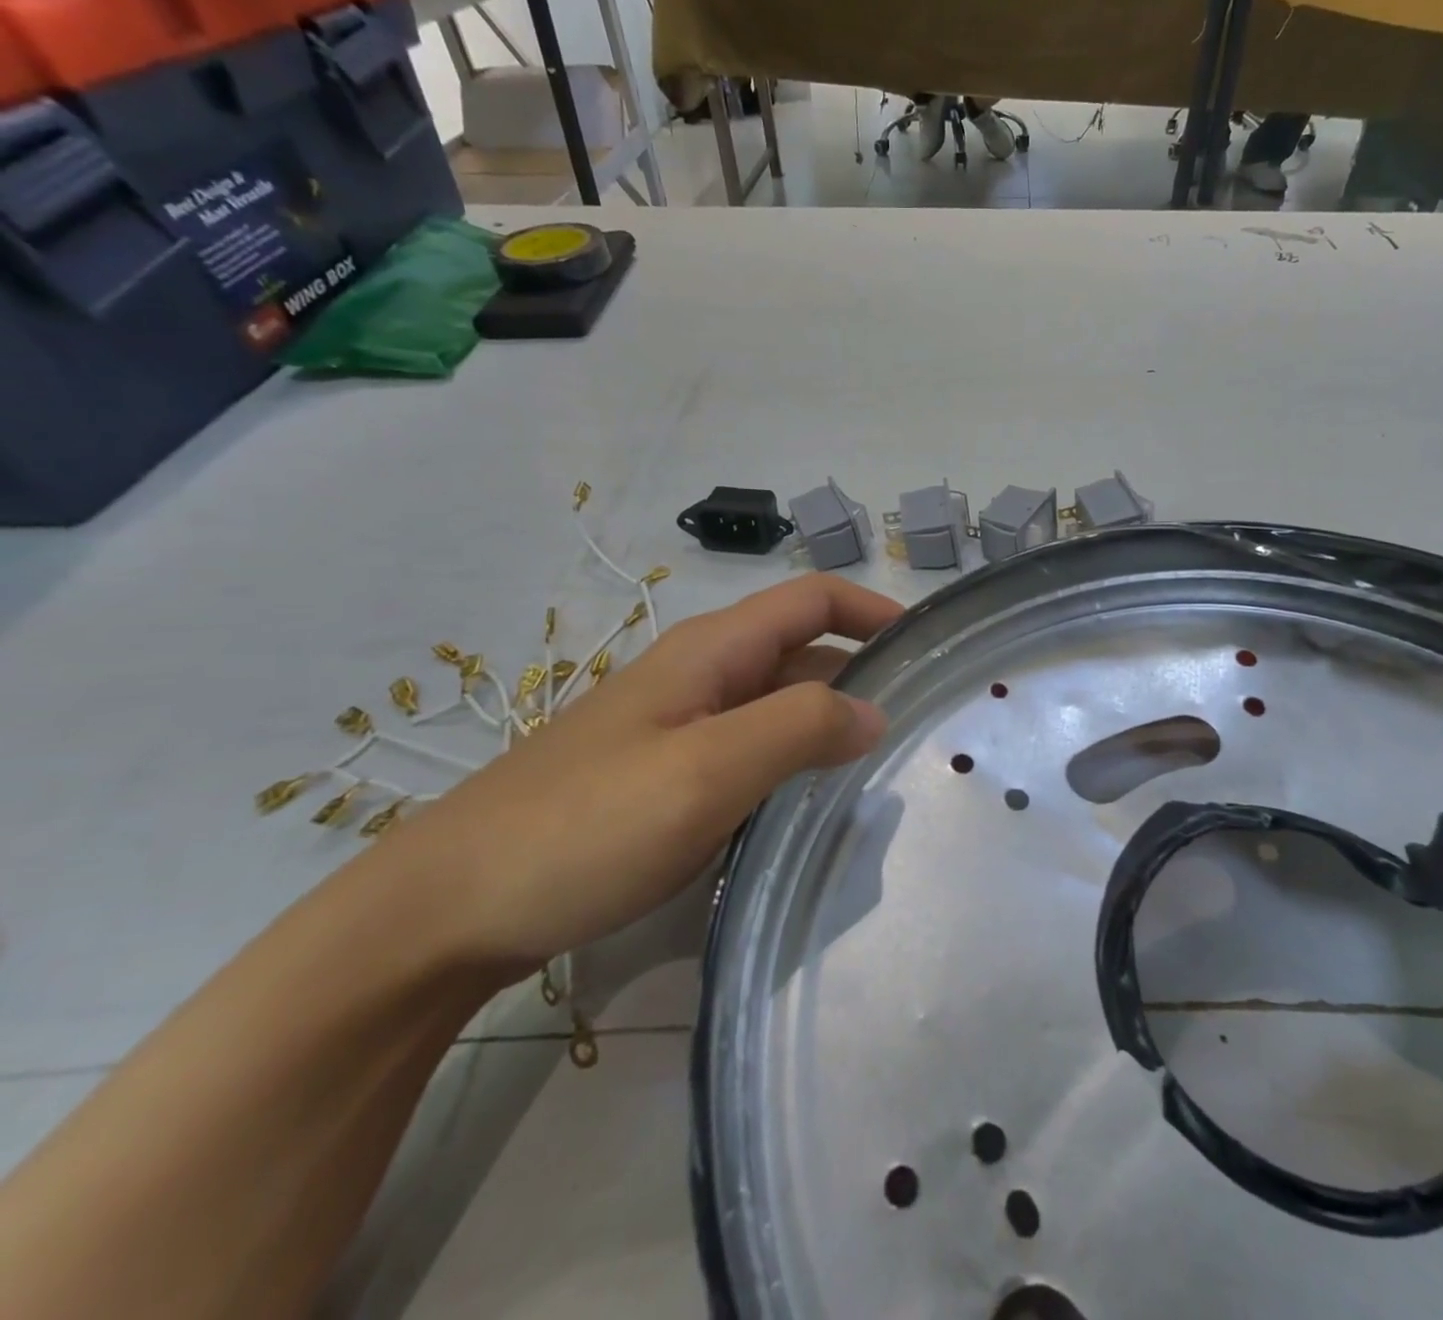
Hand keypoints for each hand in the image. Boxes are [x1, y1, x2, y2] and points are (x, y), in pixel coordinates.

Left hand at [386, 575, 901, 969]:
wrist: (451, 907)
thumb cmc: (584, 825)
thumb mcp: (706, 771)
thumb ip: (798, 728)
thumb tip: (873, 712)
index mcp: (711, 651)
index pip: (812, 599)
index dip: (874, 610)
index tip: (929, 646)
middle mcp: (699, 675)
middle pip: (800, 649)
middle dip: (862, 670)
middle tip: (920, 720)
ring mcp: (679, 726)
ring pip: (776, 703)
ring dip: (829, 719)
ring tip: (881, 766)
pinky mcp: (665, 774)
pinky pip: (750, 750)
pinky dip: (793, 760)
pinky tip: (810, 804)